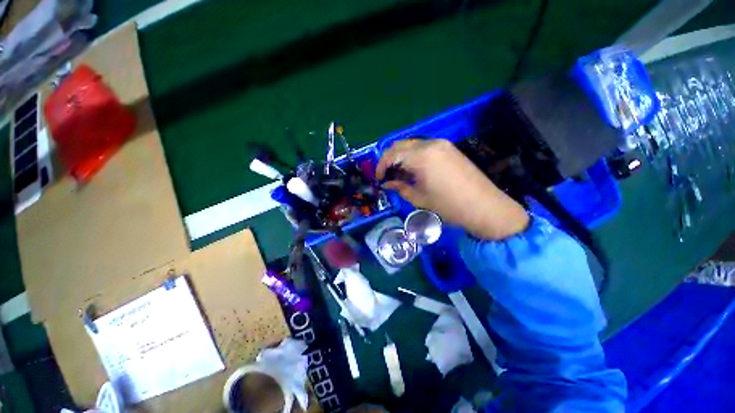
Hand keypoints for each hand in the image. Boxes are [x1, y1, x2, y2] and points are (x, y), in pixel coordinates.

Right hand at [376, 138, 528, 239]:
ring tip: (400, 174)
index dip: (380, 166)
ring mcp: (441, 144)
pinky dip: (414, 155)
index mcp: (421, 157)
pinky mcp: (449, 148)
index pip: (391, 154)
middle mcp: (430, 144)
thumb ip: (400, 187)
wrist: (484, 206)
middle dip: (389, 159)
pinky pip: (424, 147)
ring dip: (401, 156)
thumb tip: (387, 183)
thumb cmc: (448, 206)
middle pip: (400, 145)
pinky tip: (415, 169)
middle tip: (386, 175)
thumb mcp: (419, 198)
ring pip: (412, 144)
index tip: (378, 178)